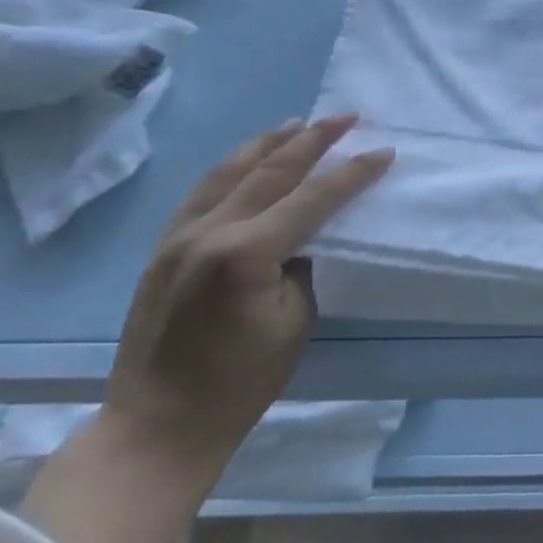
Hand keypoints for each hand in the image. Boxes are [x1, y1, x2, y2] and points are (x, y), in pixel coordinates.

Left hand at [103, 115, 392, 481]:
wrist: (157, 426)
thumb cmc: (241, 381)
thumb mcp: (296, 320)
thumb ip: (304, 264)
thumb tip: (309, 234)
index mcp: (246, 254)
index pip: (314, 197)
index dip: (353, 173)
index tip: (385, 152)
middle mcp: (208, 233)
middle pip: (271, 171)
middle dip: (315, 140)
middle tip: (348, 117)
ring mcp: (178, 238)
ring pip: (229, 171)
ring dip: (269, 143)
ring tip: (300, 123)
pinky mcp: (163, 249)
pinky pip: (203, 191)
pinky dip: (233, 166)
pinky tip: (250, 158)